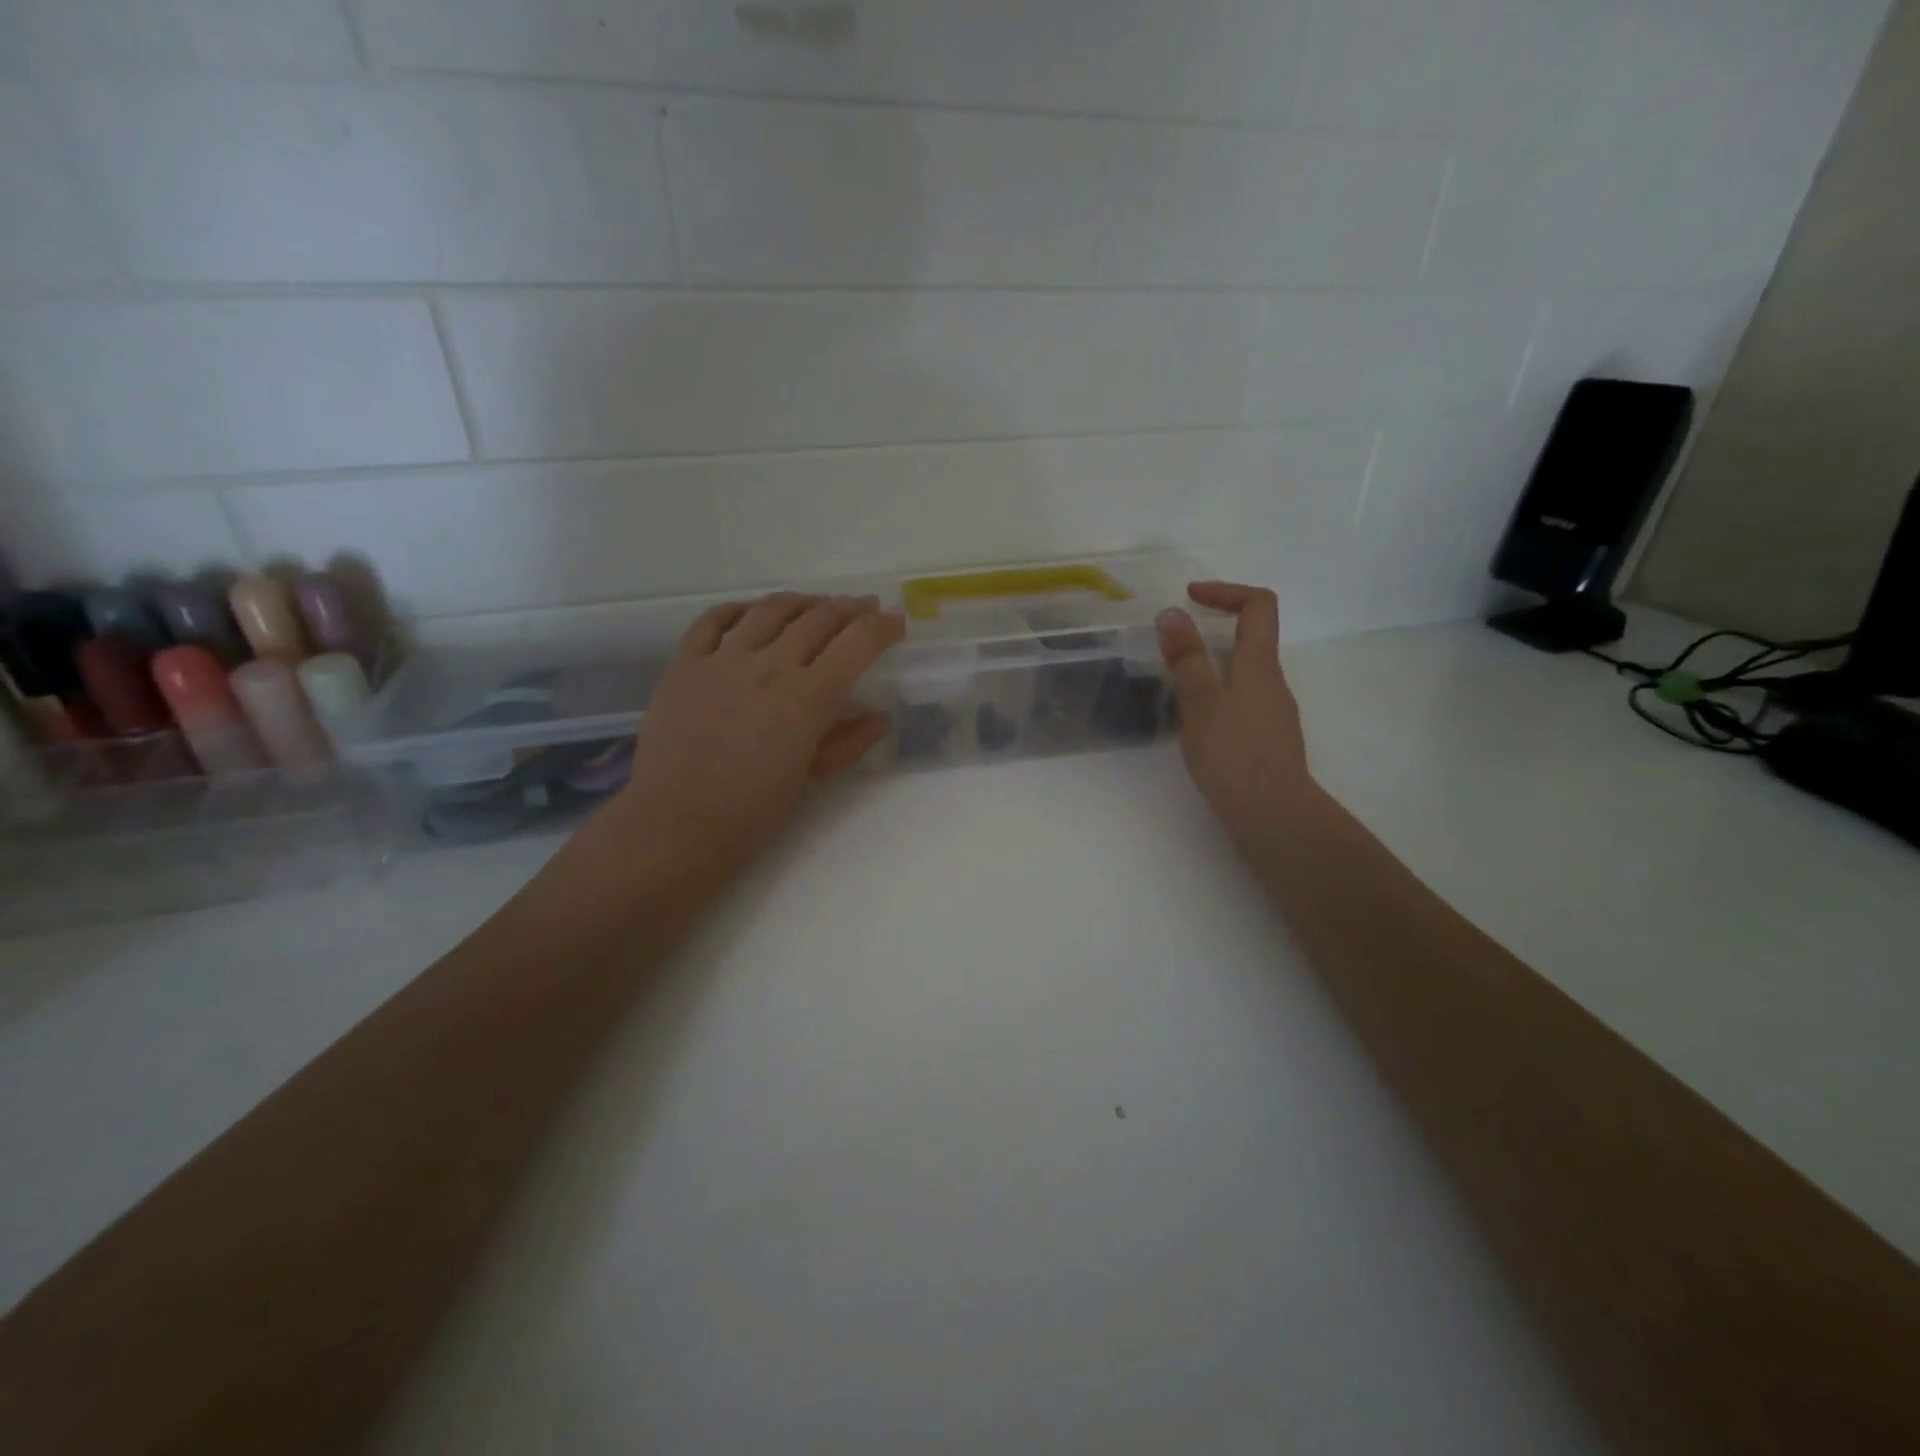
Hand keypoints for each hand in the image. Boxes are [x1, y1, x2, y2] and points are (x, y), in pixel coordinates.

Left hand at [597, 592, 904, 894]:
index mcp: (806, 698)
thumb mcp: (809, 780)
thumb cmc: (751, 813)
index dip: (882, 627)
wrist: (675, 824)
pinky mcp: (685, 663)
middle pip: (818, 618)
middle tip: (864, 609)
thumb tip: (879, 719)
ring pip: (770, 610)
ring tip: (816, 606)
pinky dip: (739, 608)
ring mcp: (723, 659)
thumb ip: (846, 743)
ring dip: (802, 602)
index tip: (896, 622)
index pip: (856, 645)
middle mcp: (769, 665)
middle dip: (849, 608)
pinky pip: (713, 620)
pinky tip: (752, 612)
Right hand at [1157, 582, 1317, 845]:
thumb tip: (1171, 612)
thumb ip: (1185, 658)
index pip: (1258, 605)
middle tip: (1175, 638)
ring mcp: (1274, 710)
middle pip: (1253, 636)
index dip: (1227, 591)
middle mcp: (1273, 681)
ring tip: (1176, 683)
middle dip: (1215, 626)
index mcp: (1259, 664)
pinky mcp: (1267, 737)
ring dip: (1213, 662)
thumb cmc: (1233, 754)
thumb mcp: (1201, 702)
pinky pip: (1243, 699)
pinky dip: (1218, 693)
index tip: (1190, 597)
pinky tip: (1195, 721)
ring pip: (1246, 670)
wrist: (1273, 814)